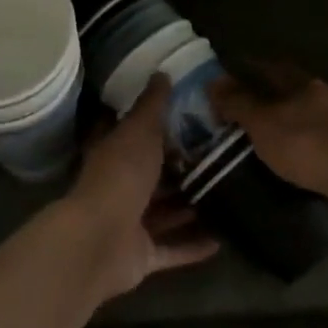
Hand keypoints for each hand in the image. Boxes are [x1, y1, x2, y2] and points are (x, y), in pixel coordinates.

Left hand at [59, 77, 219, 301]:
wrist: (100, 240)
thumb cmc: (120, 176)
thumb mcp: (139, 132)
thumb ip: (152, 106)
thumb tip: (161, 72)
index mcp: (113, 155)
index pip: (131, 134)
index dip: (153, 124)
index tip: (185, 114)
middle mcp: (120, 187)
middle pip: (152, 176)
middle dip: (179, 169)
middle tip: (218, 157)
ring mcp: (129, 224)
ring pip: (163, 213)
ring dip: (188, 208)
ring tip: (226, 195)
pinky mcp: (142, 255)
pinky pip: (172, 249)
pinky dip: (193, 246)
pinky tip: (223, 238)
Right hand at [210, 64, 327, 198]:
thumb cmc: (308, 145)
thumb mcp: (263, 124)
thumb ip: (238, 103)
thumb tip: (213, 80)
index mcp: (301, 83)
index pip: (269, 67)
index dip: (248, 69)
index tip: (227, 78)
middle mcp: (322, 95)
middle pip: (288, 89)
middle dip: (265, 96)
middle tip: (239, 110)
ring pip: (303, 113)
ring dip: (284, 120)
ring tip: (261, 136)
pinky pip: (316, 137)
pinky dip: (299, 142)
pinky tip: (290, 156)